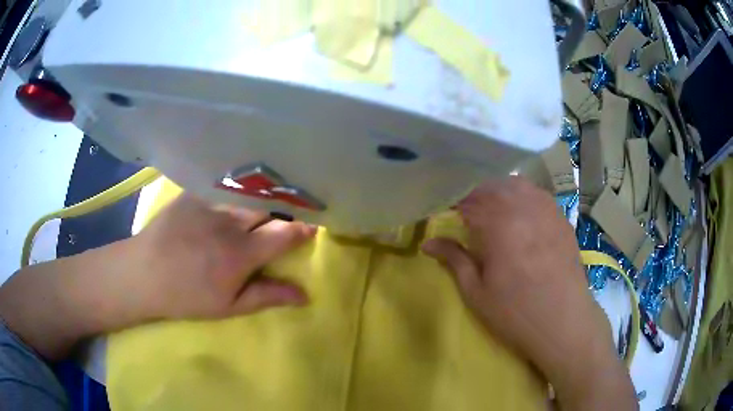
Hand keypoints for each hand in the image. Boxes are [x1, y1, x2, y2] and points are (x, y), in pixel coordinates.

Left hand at [130, 195, 316, 319]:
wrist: (144, 273)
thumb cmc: (187, 296)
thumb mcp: (228, 306)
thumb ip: (267, 296)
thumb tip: (304, 295)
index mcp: (241, 253)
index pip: (285, 233)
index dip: (302, 229)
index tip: (310, 229)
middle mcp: (229, 221)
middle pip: (269, 206)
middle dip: (282, 211)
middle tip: (282, 219)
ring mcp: (210, 202)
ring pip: (248, 194)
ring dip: (260, 201)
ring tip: (259, 207)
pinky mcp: (193, 192)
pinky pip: (222, 185)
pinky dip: (235, 191)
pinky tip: (231, 197)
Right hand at [422, 177, 635, 409]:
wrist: (563, 322)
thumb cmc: (515, 312)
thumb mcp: (477, 292)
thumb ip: (454, 260)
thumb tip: (428, 243)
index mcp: (498, 225)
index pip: (468, 202)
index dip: (453, 205)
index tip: (445, 214)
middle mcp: (523, 207)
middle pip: (492, 187)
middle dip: (474, 195)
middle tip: (465, 212)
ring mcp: (546, 210)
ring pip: (516, 185)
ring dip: (498, 191)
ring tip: (491, 208)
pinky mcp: (561, 218)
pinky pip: (538, 194)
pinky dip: (522, 195)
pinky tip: (520, 210)